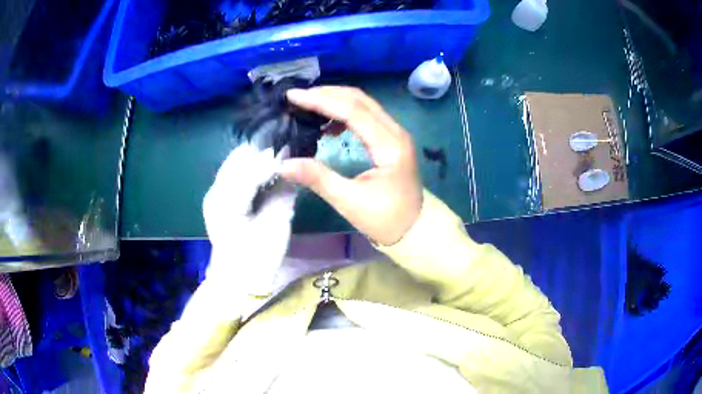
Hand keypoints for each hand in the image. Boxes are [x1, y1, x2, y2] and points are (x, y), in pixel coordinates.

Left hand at [203, 144, 295, 294]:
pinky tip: (263, 170)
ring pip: (234, 163)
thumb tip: (291, 167)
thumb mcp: (277, 225)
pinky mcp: (215, 199)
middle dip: (262, 152)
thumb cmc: (258, 258)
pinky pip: (232, 174)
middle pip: (239, 159)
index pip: (252, 169)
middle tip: (285, 148)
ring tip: (276, 156)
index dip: (273, 159)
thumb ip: (283, 193)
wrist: (236, 281)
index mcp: (229, 203)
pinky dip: (247, 168)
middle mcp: (216, 193)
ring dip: (254, 158)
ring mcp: (213, 195)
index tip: (292, 148)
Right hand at [280, 87, 422, 245]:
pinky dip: (345, 113)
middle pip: (359, 100)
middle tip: (297, 97)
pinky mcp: (391, 139)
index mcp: (389, 145)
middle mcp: (396, 132)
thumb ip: (317, 178)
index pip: (353, 111)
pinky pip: (367, 116)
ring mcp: (396, 134)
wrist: (415, 229)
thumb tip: (283, 164)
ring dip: (335, 100)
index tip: (293, 96)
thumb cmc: (385, 219)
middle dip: (327, 94)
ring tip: (308, 105)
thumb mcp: (349, 201)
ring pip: (364, 104)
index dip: (321, 101)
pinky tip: (327, 124)